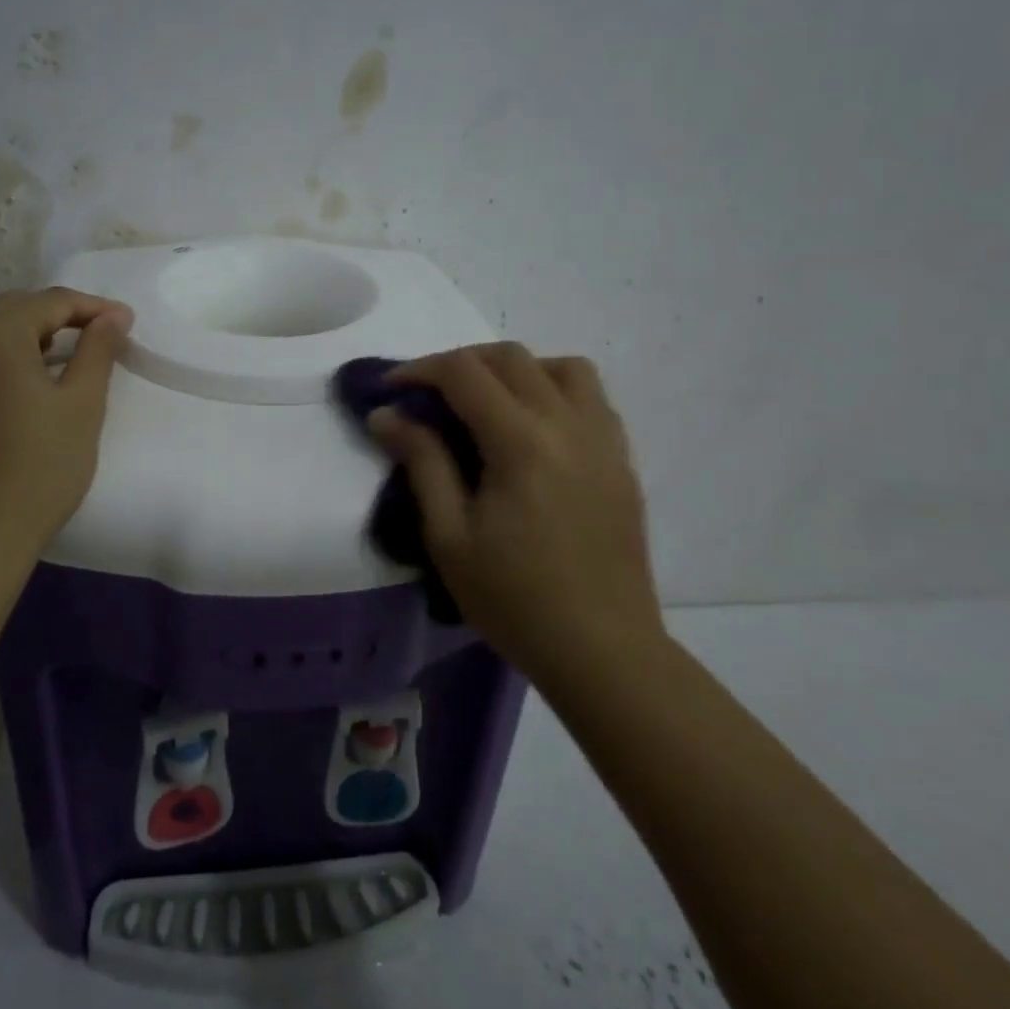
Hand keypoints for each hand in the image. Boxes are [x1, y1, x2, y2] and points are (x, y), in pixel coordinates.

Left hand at [0, 287, 133, 557]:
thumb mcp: (82, 405)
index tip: (123, 323)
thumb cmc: (38, 468)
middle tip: (89, 341)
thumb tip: (113, 316)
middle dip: (53, 318)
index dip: (93, 308)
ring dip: (14, 337)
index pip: (51, 301)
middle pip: (10, 310)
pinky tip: (0, 393)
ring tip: (43, 362)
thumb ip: (98, 349)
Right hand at [367, 343, 660, 671]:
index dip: (419, 370)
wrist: (603, 650)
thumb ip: (421, 462)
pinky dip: (555, 389)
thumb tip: (386, 414)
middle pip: (510, 357)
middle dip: (461, 362)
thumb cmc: (515, 600)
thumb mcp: (449, 536)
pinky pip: (591, 397)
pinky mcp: (622, 460)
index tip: (390, 390)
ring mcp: (604, 439)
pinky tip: (535, 427)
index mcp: (521, 442)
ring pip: (562, 366)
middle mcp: (568, 424)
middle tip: (429, 395)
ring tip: (489, 402)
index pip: (464, 372)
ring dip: (516, 369)